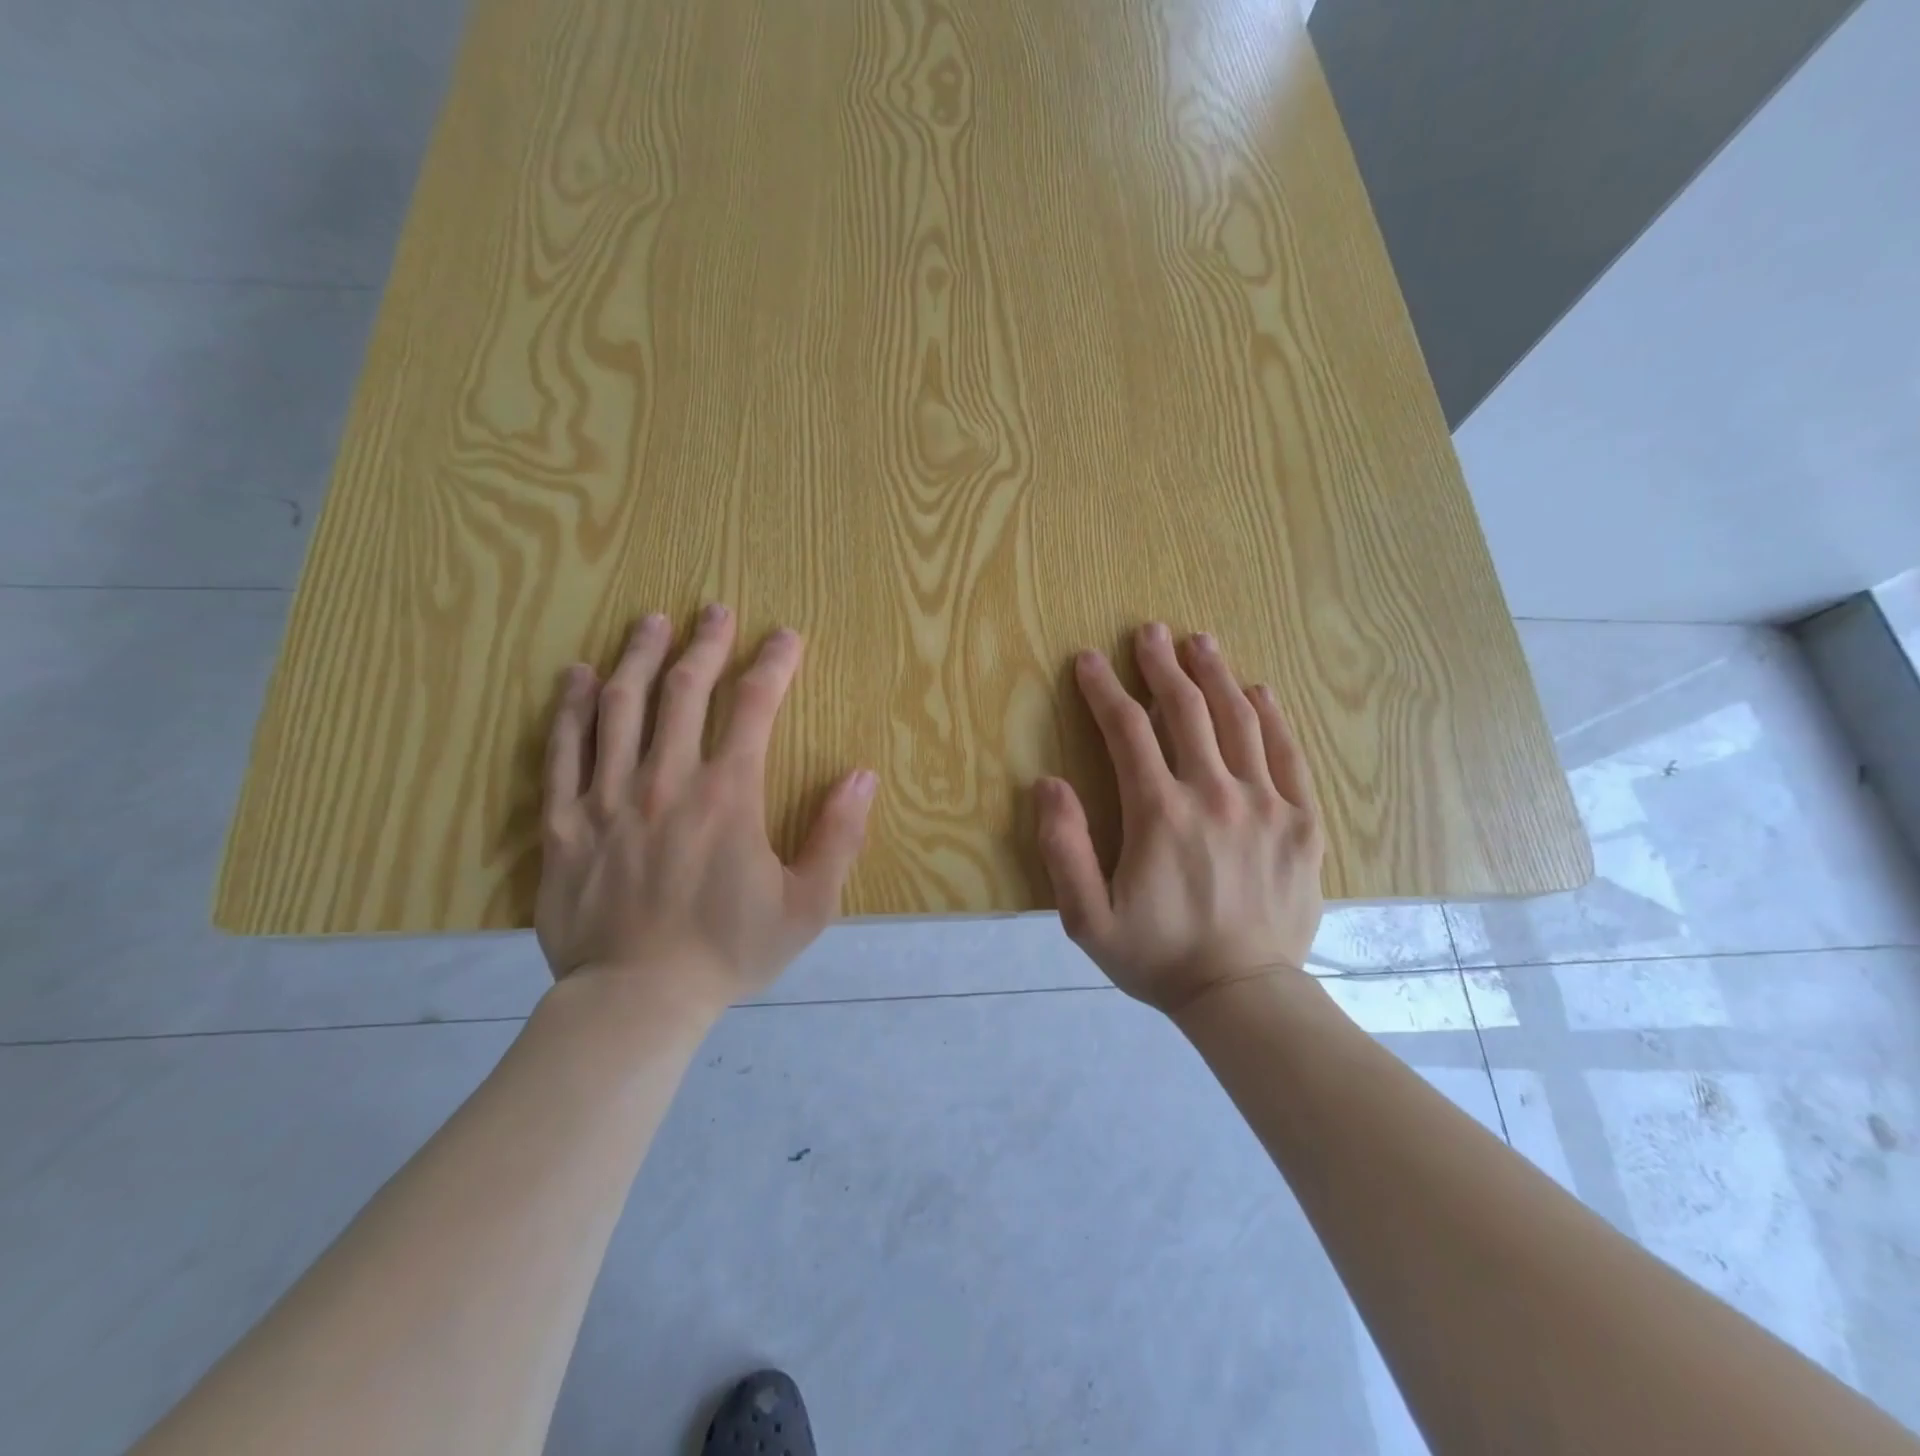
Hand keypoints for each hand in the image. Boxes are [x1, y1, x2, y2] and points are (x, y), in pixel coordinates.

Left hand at [536, 604, 877, 1017]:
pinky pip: (562, 750)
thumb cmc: (728, 953)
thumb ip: (838, 836)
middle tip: (716, 609)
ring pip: (621, 706)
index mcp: (728, 795)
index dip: (773, 664)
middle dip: (706, 643)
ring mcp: (608, 796)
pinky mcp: (564, 821)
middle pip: (684, 690)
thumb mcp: (807, 906)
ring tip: (651, 622)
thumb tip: (860, 774)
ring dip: (639, 656)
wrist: (637, 1001)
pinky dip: (571, 707)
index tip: (785, 637)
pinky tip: (577, 676)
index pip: (754, 707)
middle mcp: (667, 780)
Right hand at [1034, 623, 1324, 1013]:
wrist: (1243, 996)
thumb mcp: (1086, 918)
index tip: (1088, 660)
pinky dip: (1272, 717)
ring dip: (1215, 675)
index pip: (1127, 731)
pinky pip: (1289, 754)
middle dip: (1161, 665)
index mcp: (1159, 813)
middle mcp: (1214, 794)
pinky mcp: (1302, 822)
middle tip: (1150, 632)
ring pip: (1239, 720)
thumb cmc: (1157, 957)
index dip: (1103, 689)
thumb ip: (1063, 848)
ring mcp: (1266, 804)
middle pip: (1185, 710)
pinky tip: (1258, 691)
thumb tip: (1048, 782)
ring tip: (1200, 642)